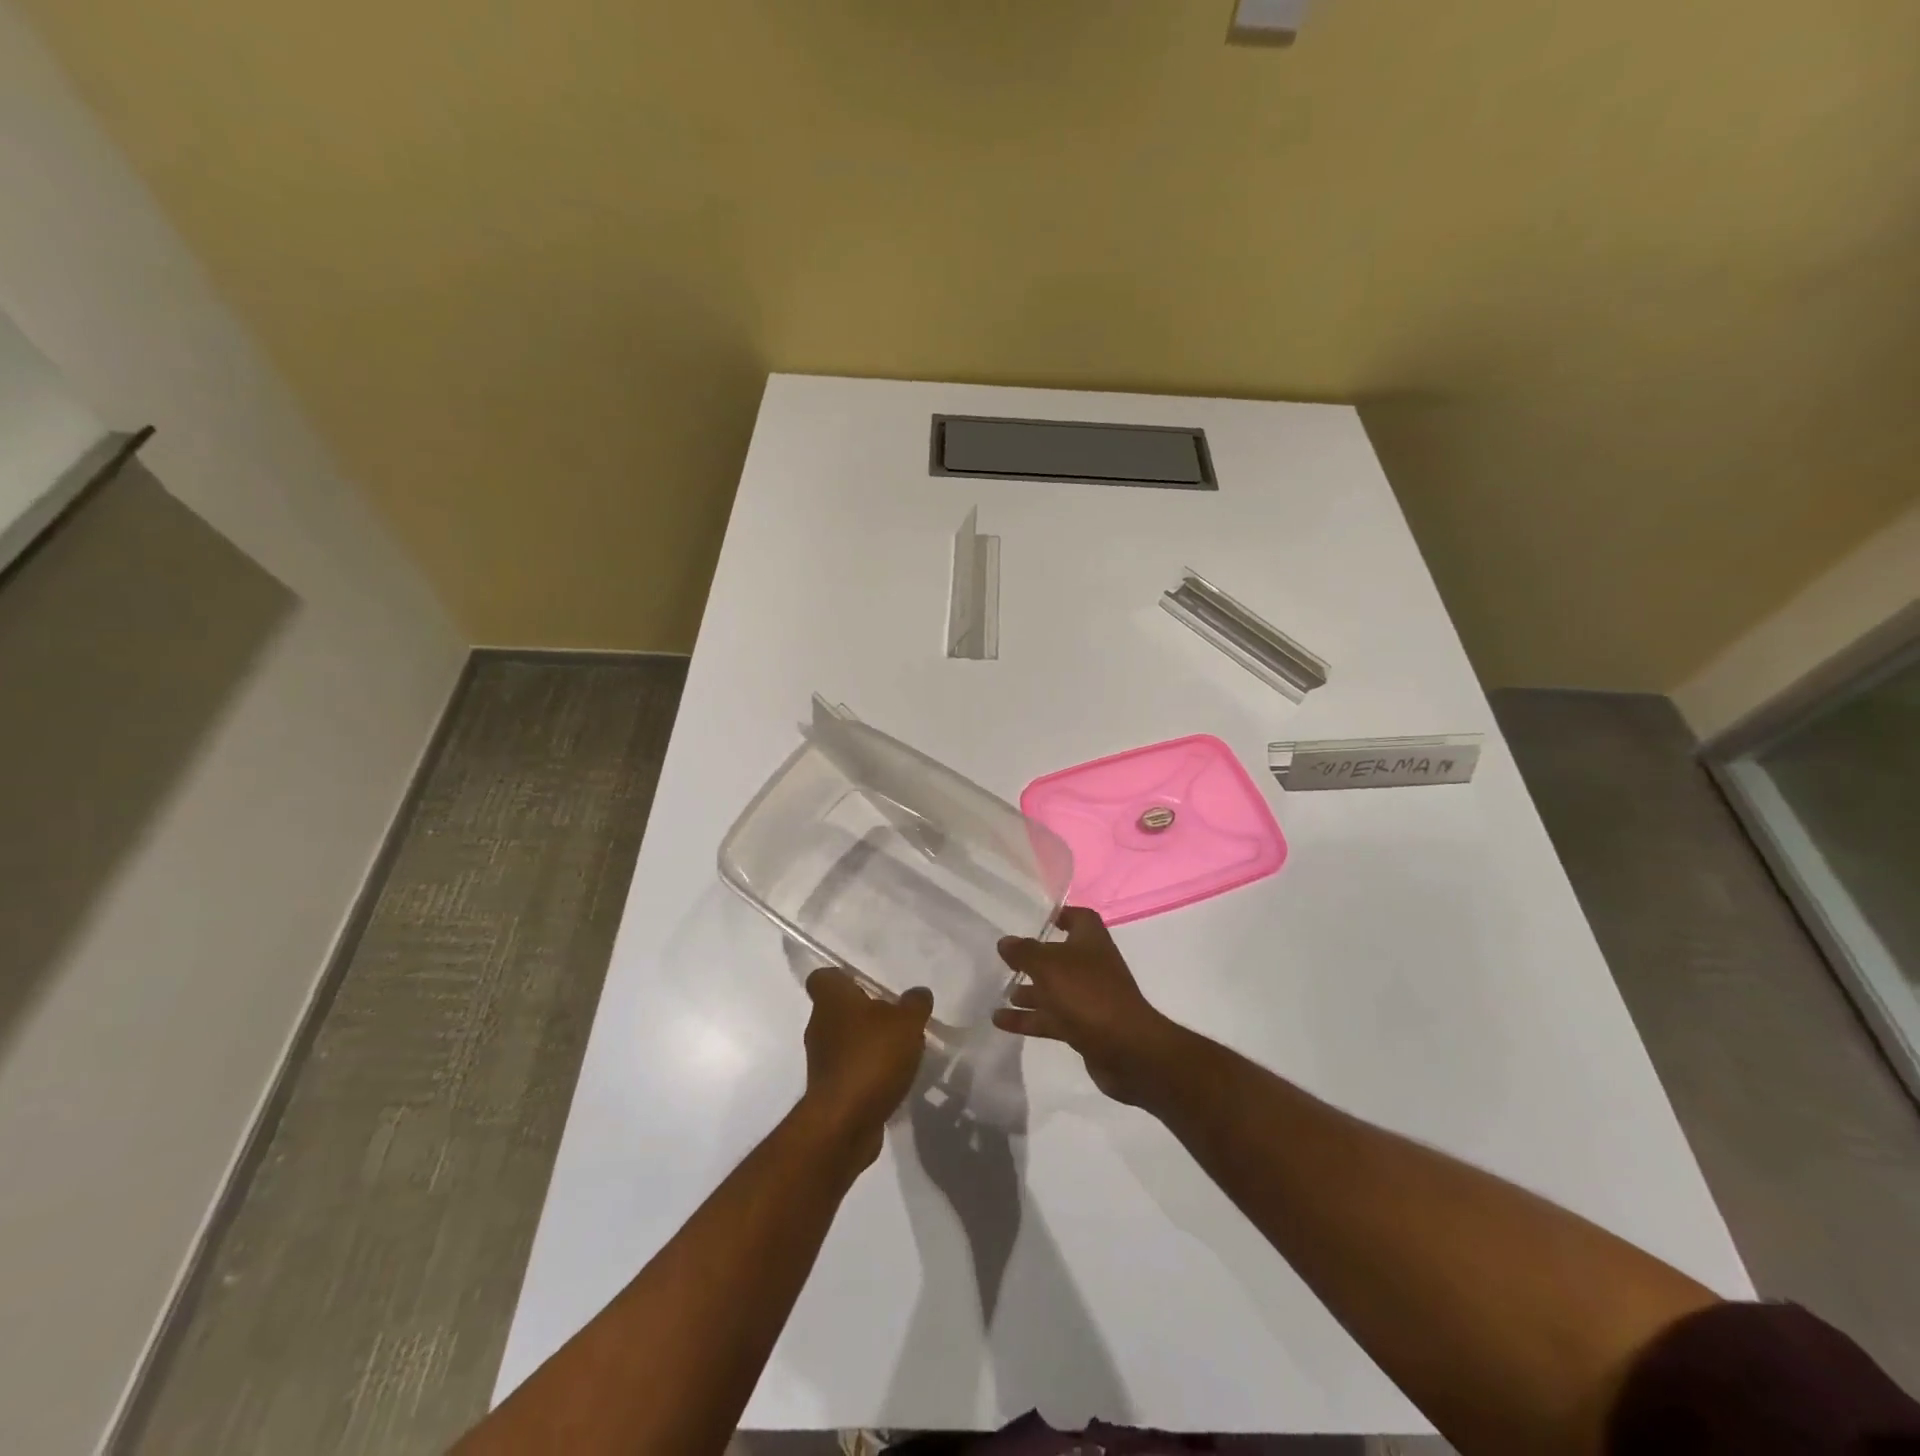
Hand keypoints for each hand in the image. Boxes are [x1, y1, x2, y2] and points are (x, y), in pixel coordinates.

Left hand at [799, 969, 932, 1167]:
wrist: (844, 1122)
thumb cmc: (871, 1057)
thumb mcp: (906, 1022)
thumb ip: (915, 1004)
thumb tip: (918, 993)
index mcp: (831, 1000)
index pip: (823, 977)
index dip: (842, 978)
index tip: (866, 984)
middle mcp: (819, 1026)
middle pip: (839, 1010)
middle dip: (866, 1013)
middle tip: (896, 1018)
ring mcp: (821, 1061)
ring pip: (846, 1041)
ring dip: (869, 1044)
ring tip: (902, 1050)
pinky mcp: (829, 1090)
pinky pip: (850, 1070)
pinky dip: (868, 1072)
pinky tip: (893, 1079)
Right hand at [994, 907, 1183, 1107]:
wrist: (1126, 1049)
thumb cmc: (1087, 994)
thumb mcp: (1049, 965)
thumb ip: (1024, 952)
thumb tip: (1005, 942)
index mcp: (1091, 941)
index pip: (1079, 917)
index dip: (1061, 915)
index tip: (1035, 919)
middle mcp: (1091, 966)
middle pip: (1060, 956)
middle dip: (1034, 959)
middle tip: (1005, 961)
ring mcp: (1088, 998)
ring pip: (1053, 990)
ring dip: (1028, 992)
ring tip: (999, 993)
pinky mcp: (1083, 1027)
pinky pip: (1051, 1018)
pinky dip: (1027, 1019)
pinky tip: (1000, 1021)